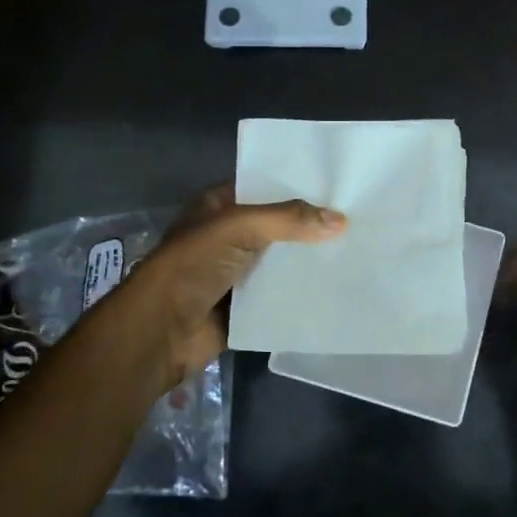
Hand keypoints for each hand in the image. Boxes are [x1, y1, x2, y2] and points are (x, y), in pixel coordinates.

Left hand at [108, 185, 346, 395]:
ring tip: (355, 252)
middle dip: (309, 225)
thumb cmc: (192, 266)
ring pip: (279, 261)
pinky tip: (334, 288)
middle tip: (356, 220)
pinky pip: (278, 295)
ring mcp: (234, 272)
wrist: (160, 331)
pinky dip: (300, 293)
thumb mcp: (239, 227)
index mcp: (218, 206)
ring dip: (307, 261)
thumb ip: (288, 219)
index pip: (263, 186)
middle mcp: (227, 235)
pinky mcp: (243, 307)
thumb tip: (341, 220)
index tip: (337, 186)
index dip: (296, 185)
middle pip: (276, 225)